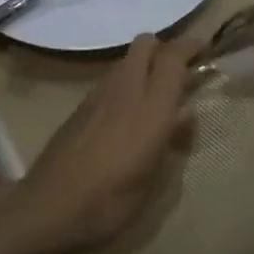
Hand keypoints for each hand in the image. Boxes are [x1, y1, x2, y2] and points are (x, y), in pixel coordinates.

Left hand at [18, 33, 200, 253]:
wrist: (47, 210)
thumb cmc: (111, 202)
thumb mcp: (154, 180)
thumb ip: (174, 140)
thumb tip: (186, 115)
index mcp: (151, 106)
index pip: (173, 56)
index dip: (191, 45)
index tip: (205, 48)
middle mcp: (126, 89)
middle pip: (146, 44)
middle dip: (164, 49)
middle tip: (179, 73)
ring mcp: (98, 95)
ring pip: (127, 61)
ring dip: (144, 67)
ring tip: (155, 96)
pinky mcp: (80, 107)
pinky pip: (111, 81)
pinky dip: (125, 85)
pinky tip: (126, 115)